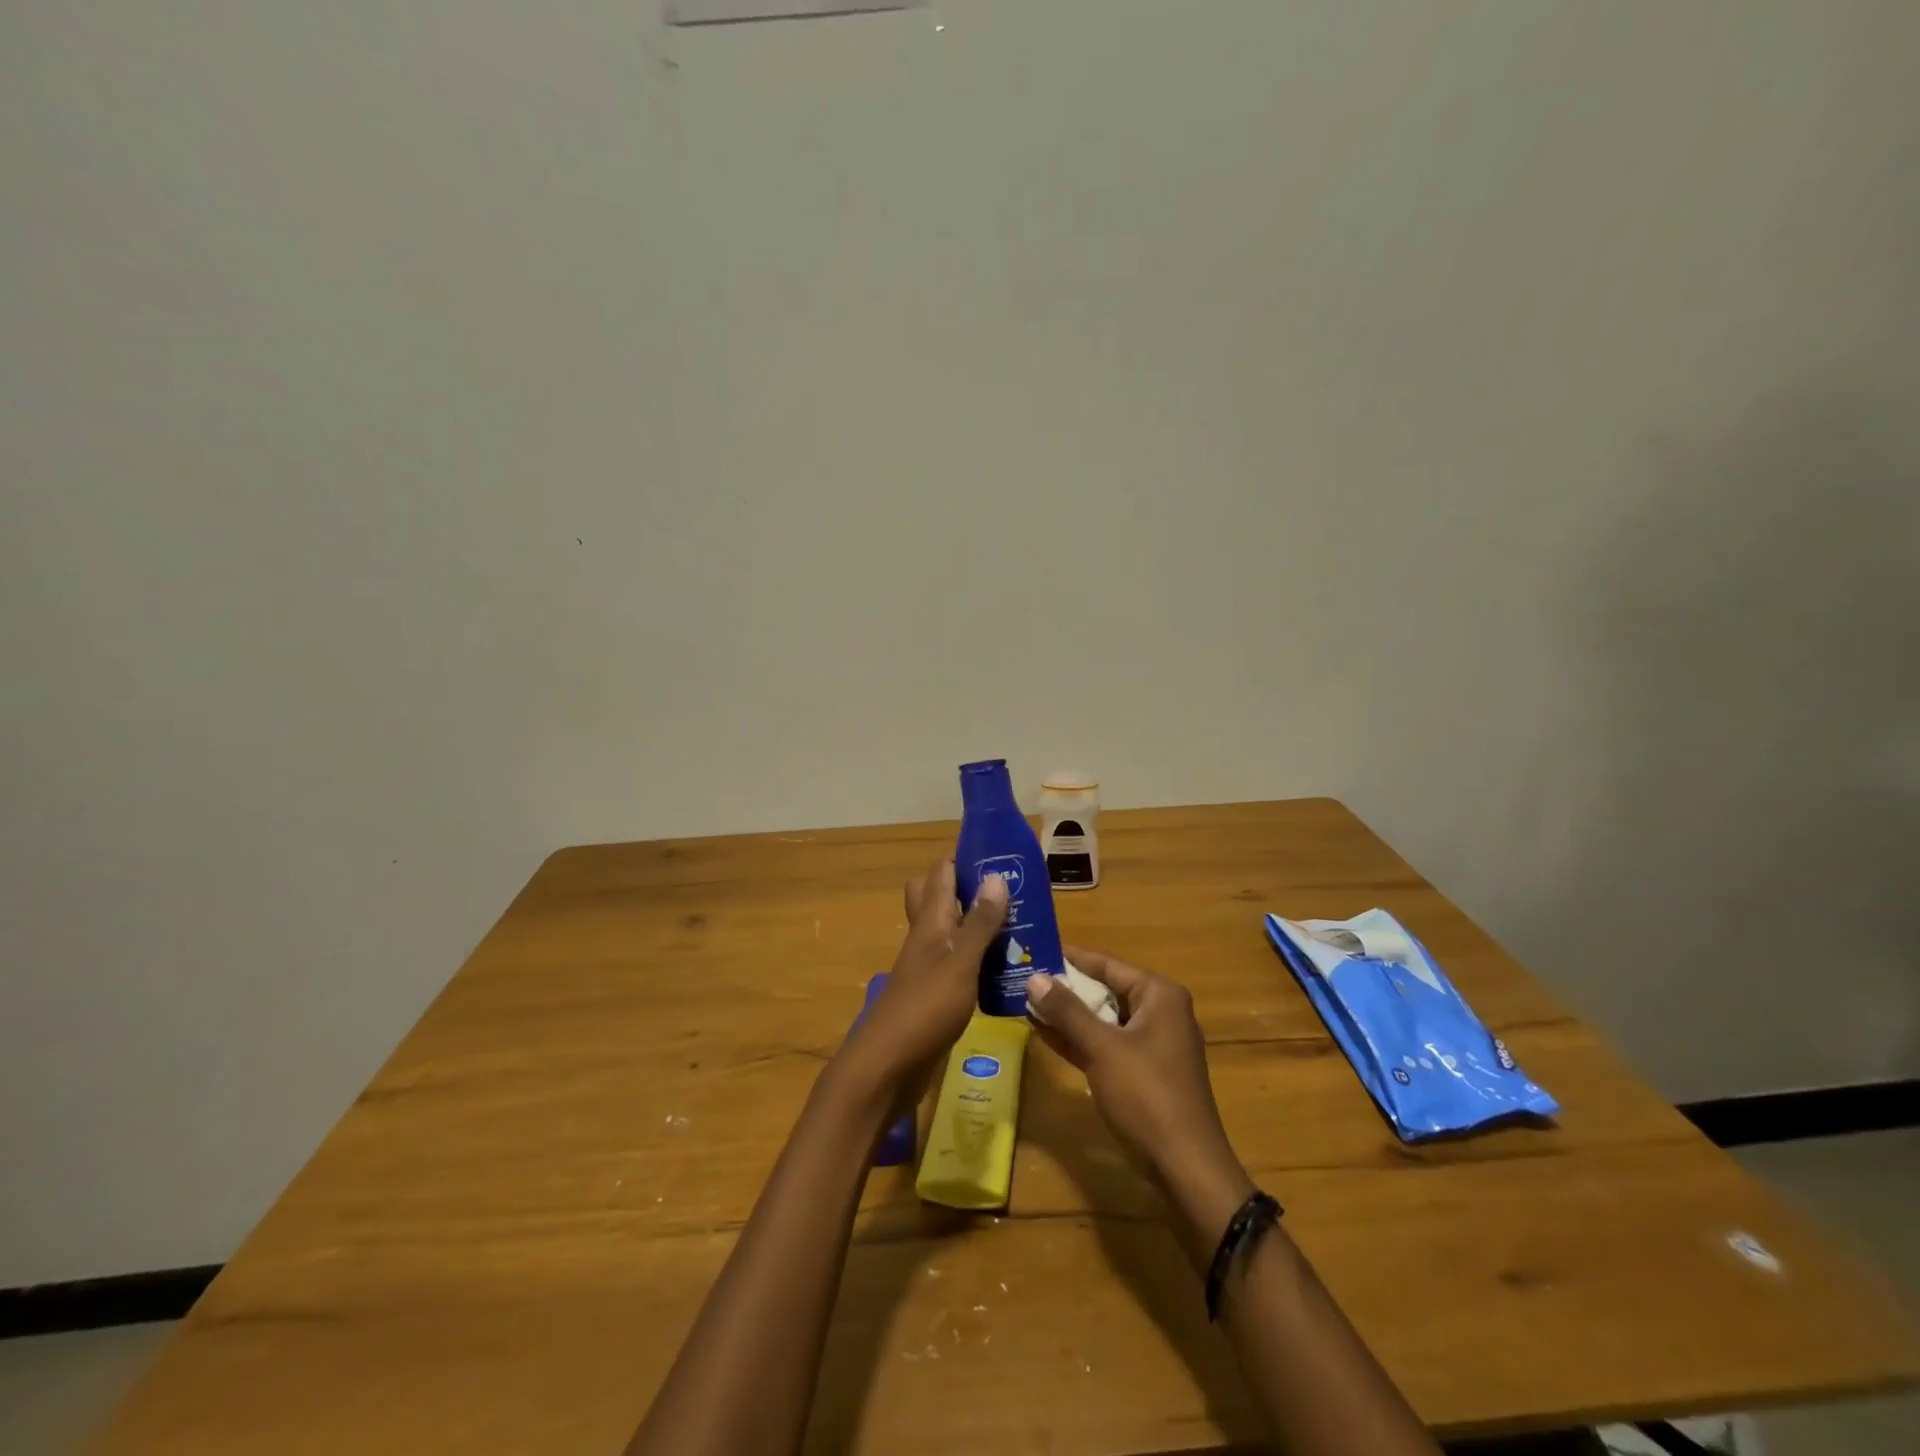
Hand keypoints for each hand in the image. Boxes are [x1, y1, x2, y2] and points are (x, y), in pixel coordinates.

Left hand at [840, 859, 1007, 1100]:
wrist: (887, 1067)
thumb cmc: (925, 1009)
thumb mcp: (960, 963)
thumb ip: (979, 923)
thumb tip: (995, 875)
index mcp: (930, 922)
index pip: (941, 872)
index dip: (965, 856)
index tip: (1001, 851)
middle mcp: (926, 937)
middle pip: (939, 897)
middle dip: (970, 887)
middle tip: (1009, 890)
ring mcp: (929, 966)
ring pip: (952, 930)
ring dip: (979, 923)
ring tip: (1020, 924)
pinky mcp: (936, 993)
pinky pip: (960, 962)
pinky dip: (980, 958)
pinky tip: (1007, 967)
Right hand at [1026, 947, 1253, 1224]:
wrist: (1186, 1168)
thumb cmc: (1147, 1096)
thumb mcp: (1102, 1048)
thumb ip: (1067, 1011)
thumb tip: (1034, 978)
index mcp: (1159, 995)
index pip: (1107, 964)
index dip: (1070, 957)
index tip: (1034, 949)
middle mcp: (1161, 1012)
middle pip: (1106, 989)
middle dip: (1066, 987)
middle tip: (1023, 977)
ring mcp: (1153, 1045)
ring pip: (1104, 1019)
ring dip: (1068, 1015)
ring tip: (1026, 1002)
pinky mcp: (1144, 1073)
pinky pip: (1106, 1045)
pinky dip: (1079, 1039)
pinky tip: (1044, 1034)